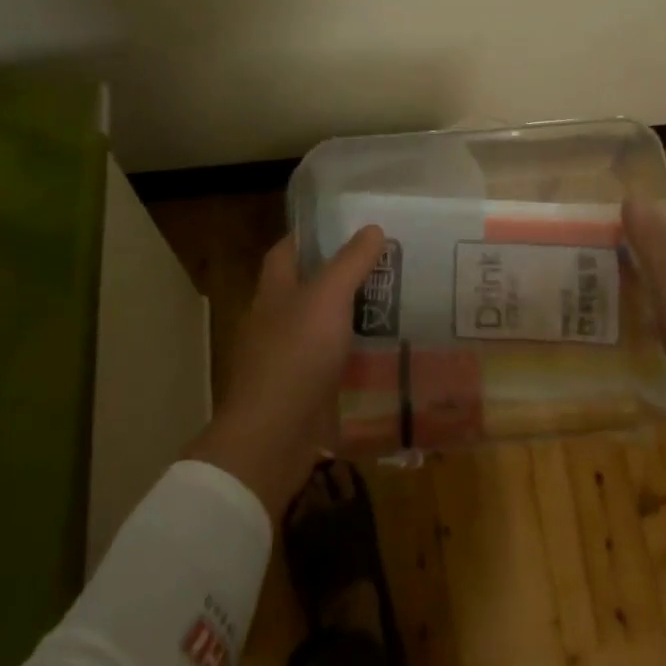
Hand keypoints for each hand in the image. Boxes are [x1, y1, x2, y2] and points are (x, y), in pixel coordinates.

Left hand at [185, 226, 386, 516]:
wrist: (273, 437)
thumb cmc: (296, 354)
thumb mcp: (329, 297)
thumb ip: (351, 261)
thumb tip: (372, 228)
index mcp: (274, 290)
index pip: (287, 250)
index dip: (313, 236)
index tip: (348, 227)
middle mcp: (274, 320)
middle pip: (306, 288)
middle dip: (340, 277)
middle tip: (383, 267)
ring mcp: (285, 358)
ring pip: (320, 327)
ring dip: (349, 319)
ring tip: (392, 307)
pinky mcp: (299, 391)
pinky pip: (329, 365)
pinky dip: (351, 358)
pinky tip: (381, 356)